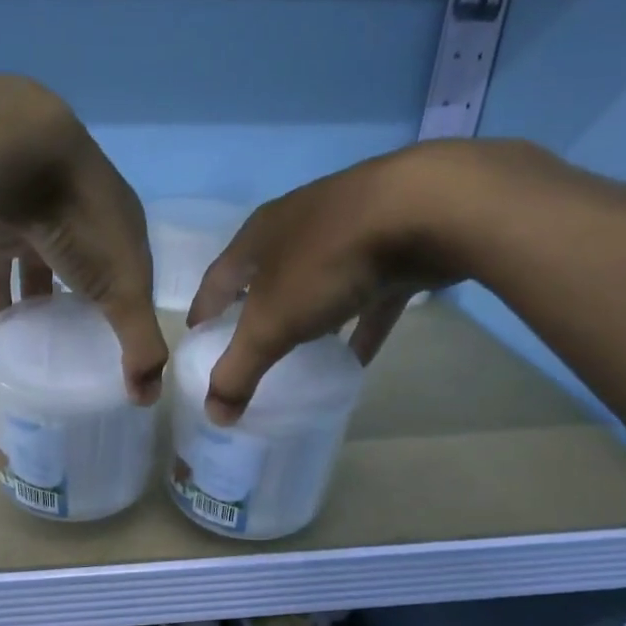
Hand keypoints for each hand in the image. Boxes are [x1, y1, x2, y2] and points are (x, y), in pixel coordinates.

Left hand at [0, 75, 167, 402]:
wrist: (12, 153)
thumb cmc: (82, 220)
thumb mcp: (124, 288)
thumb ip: (139, 341)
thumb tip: (150, 399)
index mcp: (122, 227)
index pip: (134, 274)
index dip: (132, 309)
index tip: (122, 347)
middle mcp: (83, 220)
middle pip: (88, 272)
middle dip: (86, 306)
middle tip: (78, 351)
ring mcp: (38, 219)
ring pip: (42, 271)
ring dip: (42, 305)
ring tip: (41, 348)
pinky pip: (0, 271)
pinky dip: (1, 298)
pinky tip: (0, 331)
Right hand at [186, 140, 545, 422]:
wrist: (428, 210)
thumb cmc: (328, 262)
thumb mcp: (271, 324)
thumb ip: (239, 370)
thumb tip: (214, 415)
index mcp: (259, 237)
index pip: (217, 280)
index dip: (203, 313)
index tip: (197, 343)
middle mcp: (298, 227)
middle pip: (266, 277)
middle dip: (255, 313)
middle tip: (248, 352)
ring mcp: (348, 232)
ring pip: (317, 284)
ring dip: (307, 319)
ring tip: (298, 357)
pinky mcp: (394, 246)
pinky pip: (367, 297)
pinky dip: (359, 326)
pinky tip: (358, 357)